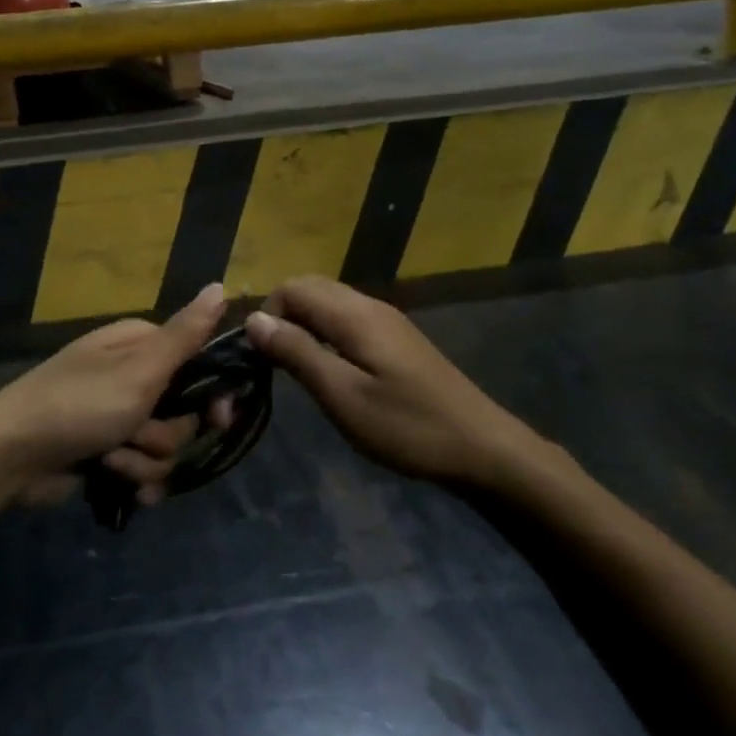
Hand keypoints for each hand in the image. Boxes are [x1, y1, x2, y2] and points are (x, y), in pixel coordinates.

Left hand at [0, 284, 228, 507]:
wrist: (10, 455)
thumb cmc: (79, 404)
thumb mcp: (139, 369)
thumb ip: (185, 334)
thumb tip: (221, 285)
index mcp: (141, 345)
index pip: (200, 362)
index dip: (213, 393)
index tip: (218, 417)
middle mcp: (133, 375)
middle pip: (186, 411)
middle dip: (168, 434)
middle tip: (140, 434)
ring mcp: (119, 415)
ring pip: (166, 445)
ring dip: (144, 460)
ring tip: (112, 460)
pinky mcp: (107, 450)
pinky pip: (143, 467)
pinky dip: (133, 477)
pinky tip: (119, 485)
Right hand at [245, 276, 556, 488]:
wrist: (481, 447)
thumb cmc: (407, 426)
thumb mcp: (343, 396)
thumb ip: (297, 353)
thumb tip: (254, 319)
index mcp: (354, 314)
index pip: (292, 287)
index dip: (267, 315)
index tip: (261, 358)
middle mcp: (369, 305)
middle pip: (310, 288)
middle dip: (282, 317)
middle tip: (275, 364)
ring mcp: (387, 320)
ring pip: (328, 303)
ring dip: (303, 326)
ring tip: (298, 371)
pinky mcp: (397, 339)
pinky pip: (347, 319)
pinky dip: (325, 335)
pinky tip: (331, 372)